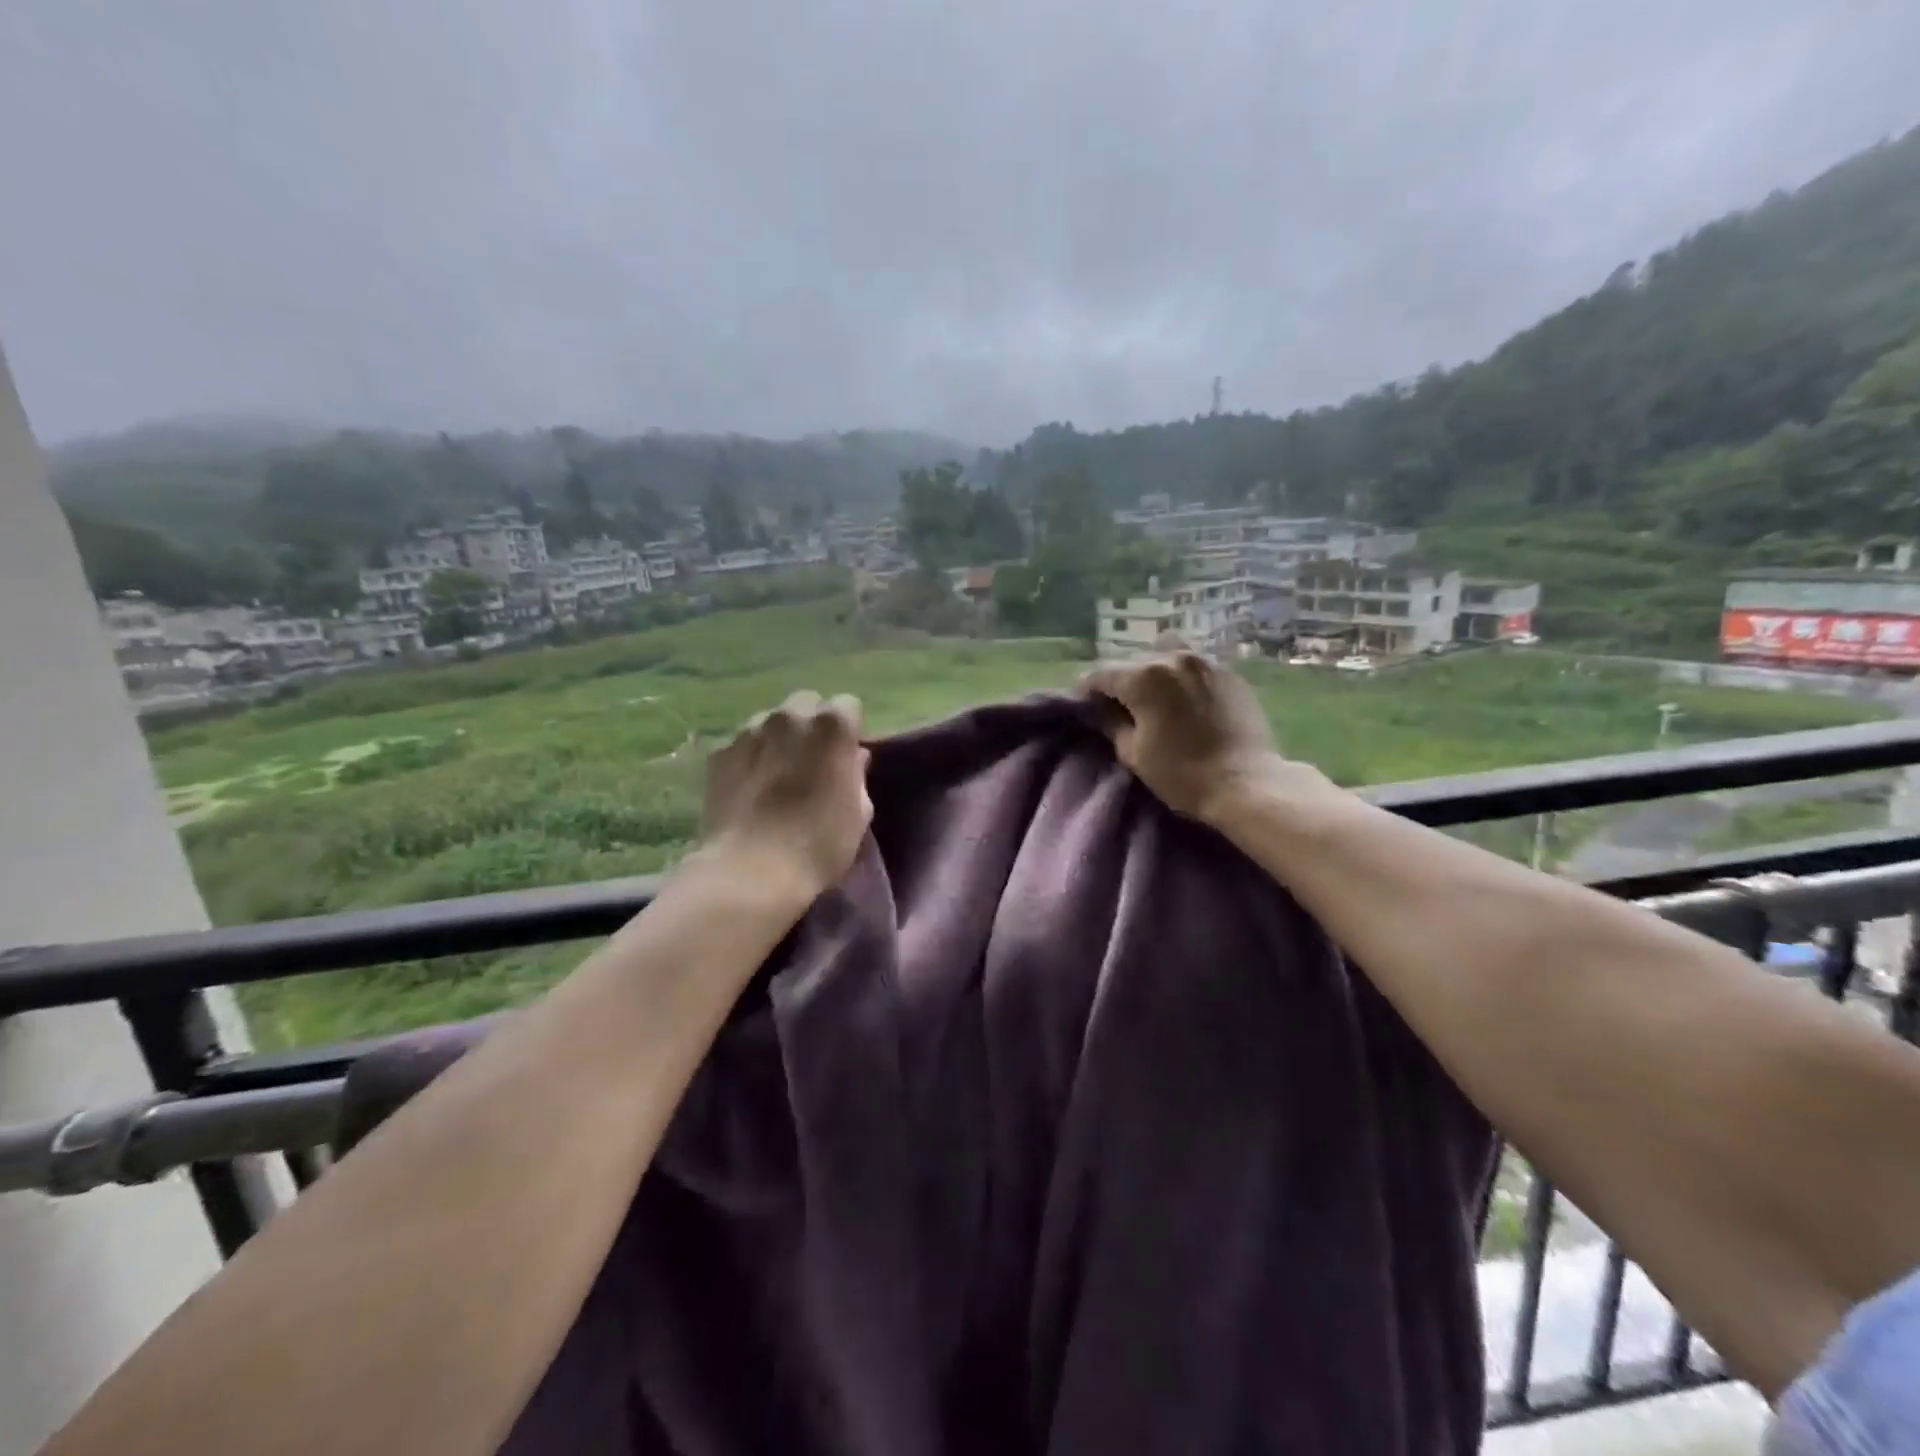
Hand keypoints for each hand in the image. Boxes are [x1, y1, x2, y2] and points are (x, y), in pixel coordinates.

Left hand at [702, 691, 871, 898]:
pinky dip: (750, 756)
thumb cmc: (819, 844)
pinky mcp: (719, 753)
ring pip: (771, 720)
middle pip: (806, 703)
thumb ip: (857, 775)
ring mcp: (749, 731)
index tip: (847, 756)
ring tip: (778, 773)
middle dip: (812, 723)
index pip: (848, 705)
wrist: (750, 872)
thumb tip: (852, 758)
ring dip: (779, 737)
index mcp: (832, 726)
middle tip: (813, 759)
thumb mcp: (859, 813)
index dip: (850, 730)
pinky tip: (751, 787)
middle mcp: (789, 716)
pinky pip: (742, 743)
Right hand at [1081, 646, 1293, 824]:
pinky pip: (1193, 667)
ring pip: (1165, 656)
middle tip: (1114, 704)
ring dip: (1151, 673)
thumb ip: (1112, 724)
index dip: (1086, 689)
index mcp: (1143, 677)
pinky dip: (1179, 678)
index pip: (1101, 673)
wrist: (1246, 784)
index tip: (1083, 704)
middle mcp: (1173, 658)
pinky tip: (1182, 700)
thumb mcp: (1134, 754)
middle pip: (1133, 661)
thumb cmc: (1182, 774)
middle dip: (1119, 680)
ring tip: (1151, 696)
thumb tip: (1102, 710)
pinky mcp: (1229, 674)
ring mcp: (1205, 662)